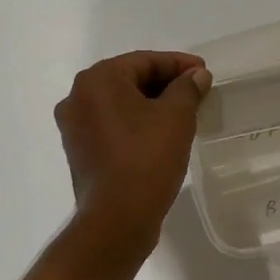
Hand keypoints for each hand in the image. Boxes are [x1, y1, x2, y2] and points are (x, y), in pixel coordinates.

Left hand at [55, 51, 210, 255]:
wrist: (117, 219)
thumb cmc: (146, 159)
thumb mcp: (176, 117)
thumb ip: (187, 89)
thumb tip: (197, 76)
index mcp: (97, 80)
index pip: (144, 61)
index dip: (178, 64)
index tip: (204, 72)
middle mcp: (77, 98)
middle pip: (129, 80)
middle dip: (164, 84)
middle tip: (197, 91)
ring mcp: (74, 127)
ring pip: (120, 104)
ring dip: (151, 104)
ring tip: (184, 112)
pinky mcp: (80, 152)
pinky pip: (112, 126)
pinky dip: (136, 124)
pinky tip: (160, 134)